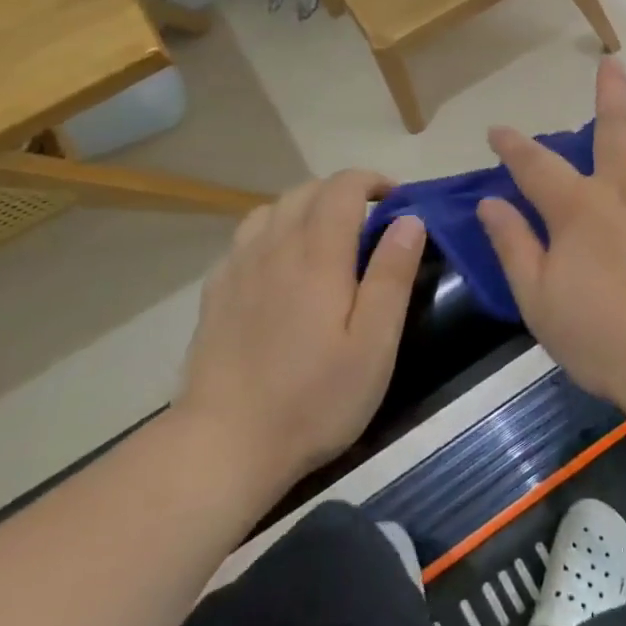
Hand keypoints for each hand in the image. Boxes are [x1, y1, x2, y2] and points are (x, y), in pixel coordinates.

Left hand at [174, 171, 425, 486]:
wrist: (224, 443)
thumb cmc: (314, 398)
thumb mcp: (374, 344)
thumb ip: (392, 275)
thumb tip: (409, 220)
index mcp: (317, 255)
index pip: (343, 187)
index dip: (372, 181)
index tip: (397, 201)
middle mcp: (274, 248)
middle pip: (306, 191)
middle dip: (343, 192)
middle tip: (371, 222)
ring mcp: (238, 268)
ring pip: (272, 209)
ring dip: (305, 207)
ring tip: (327, 237)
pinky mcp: (216, 292)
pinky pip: (245, 238)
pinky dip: (273, 232)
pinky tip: (281, 265)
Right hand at [477, 56, 625, 422]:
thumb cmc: (608, 342)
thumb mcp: (540, 304)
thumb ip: (514, 248)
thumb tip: (488, 203)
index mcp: (578, 211)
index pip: (535, 167)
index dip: (513, 146)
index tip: (498, 130)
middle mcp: (624, 187)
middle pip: (613, 127)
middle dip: (607, 92)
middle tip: (607, 62)